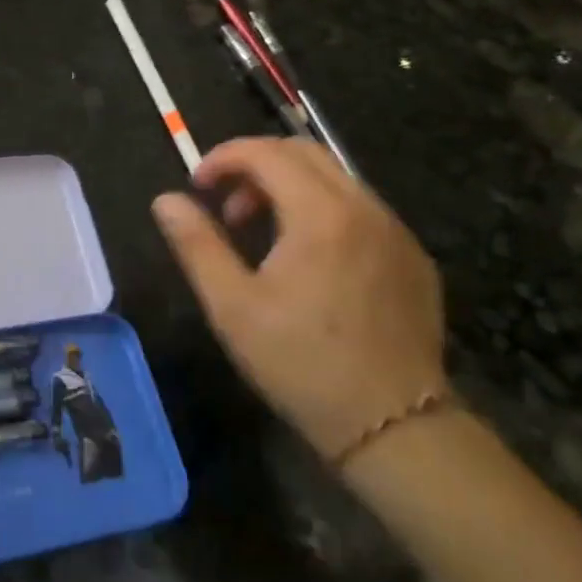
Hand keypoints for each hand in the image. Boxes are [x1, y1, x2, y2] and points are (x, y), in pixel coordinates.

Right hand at [152, 138, 446, 464]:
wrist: (397, 428)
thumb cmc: (302, 364)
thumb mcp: (232, 307)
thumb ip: (197, 244)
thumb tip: (166, 200)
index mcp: (321, 214)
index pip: (266, 153)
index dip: (223, 158)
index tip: (197, 187)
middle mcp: (366, 208)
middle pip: (304, 152)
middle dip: (255, 167)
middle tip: (228, 209)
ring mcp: (397, 232)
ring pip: (336, 179)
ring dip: (290, 188)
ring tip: (263, 236)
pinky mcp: (414, 258)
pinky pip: (362, 210)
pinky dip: (324, 210)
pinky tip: (310, 260)